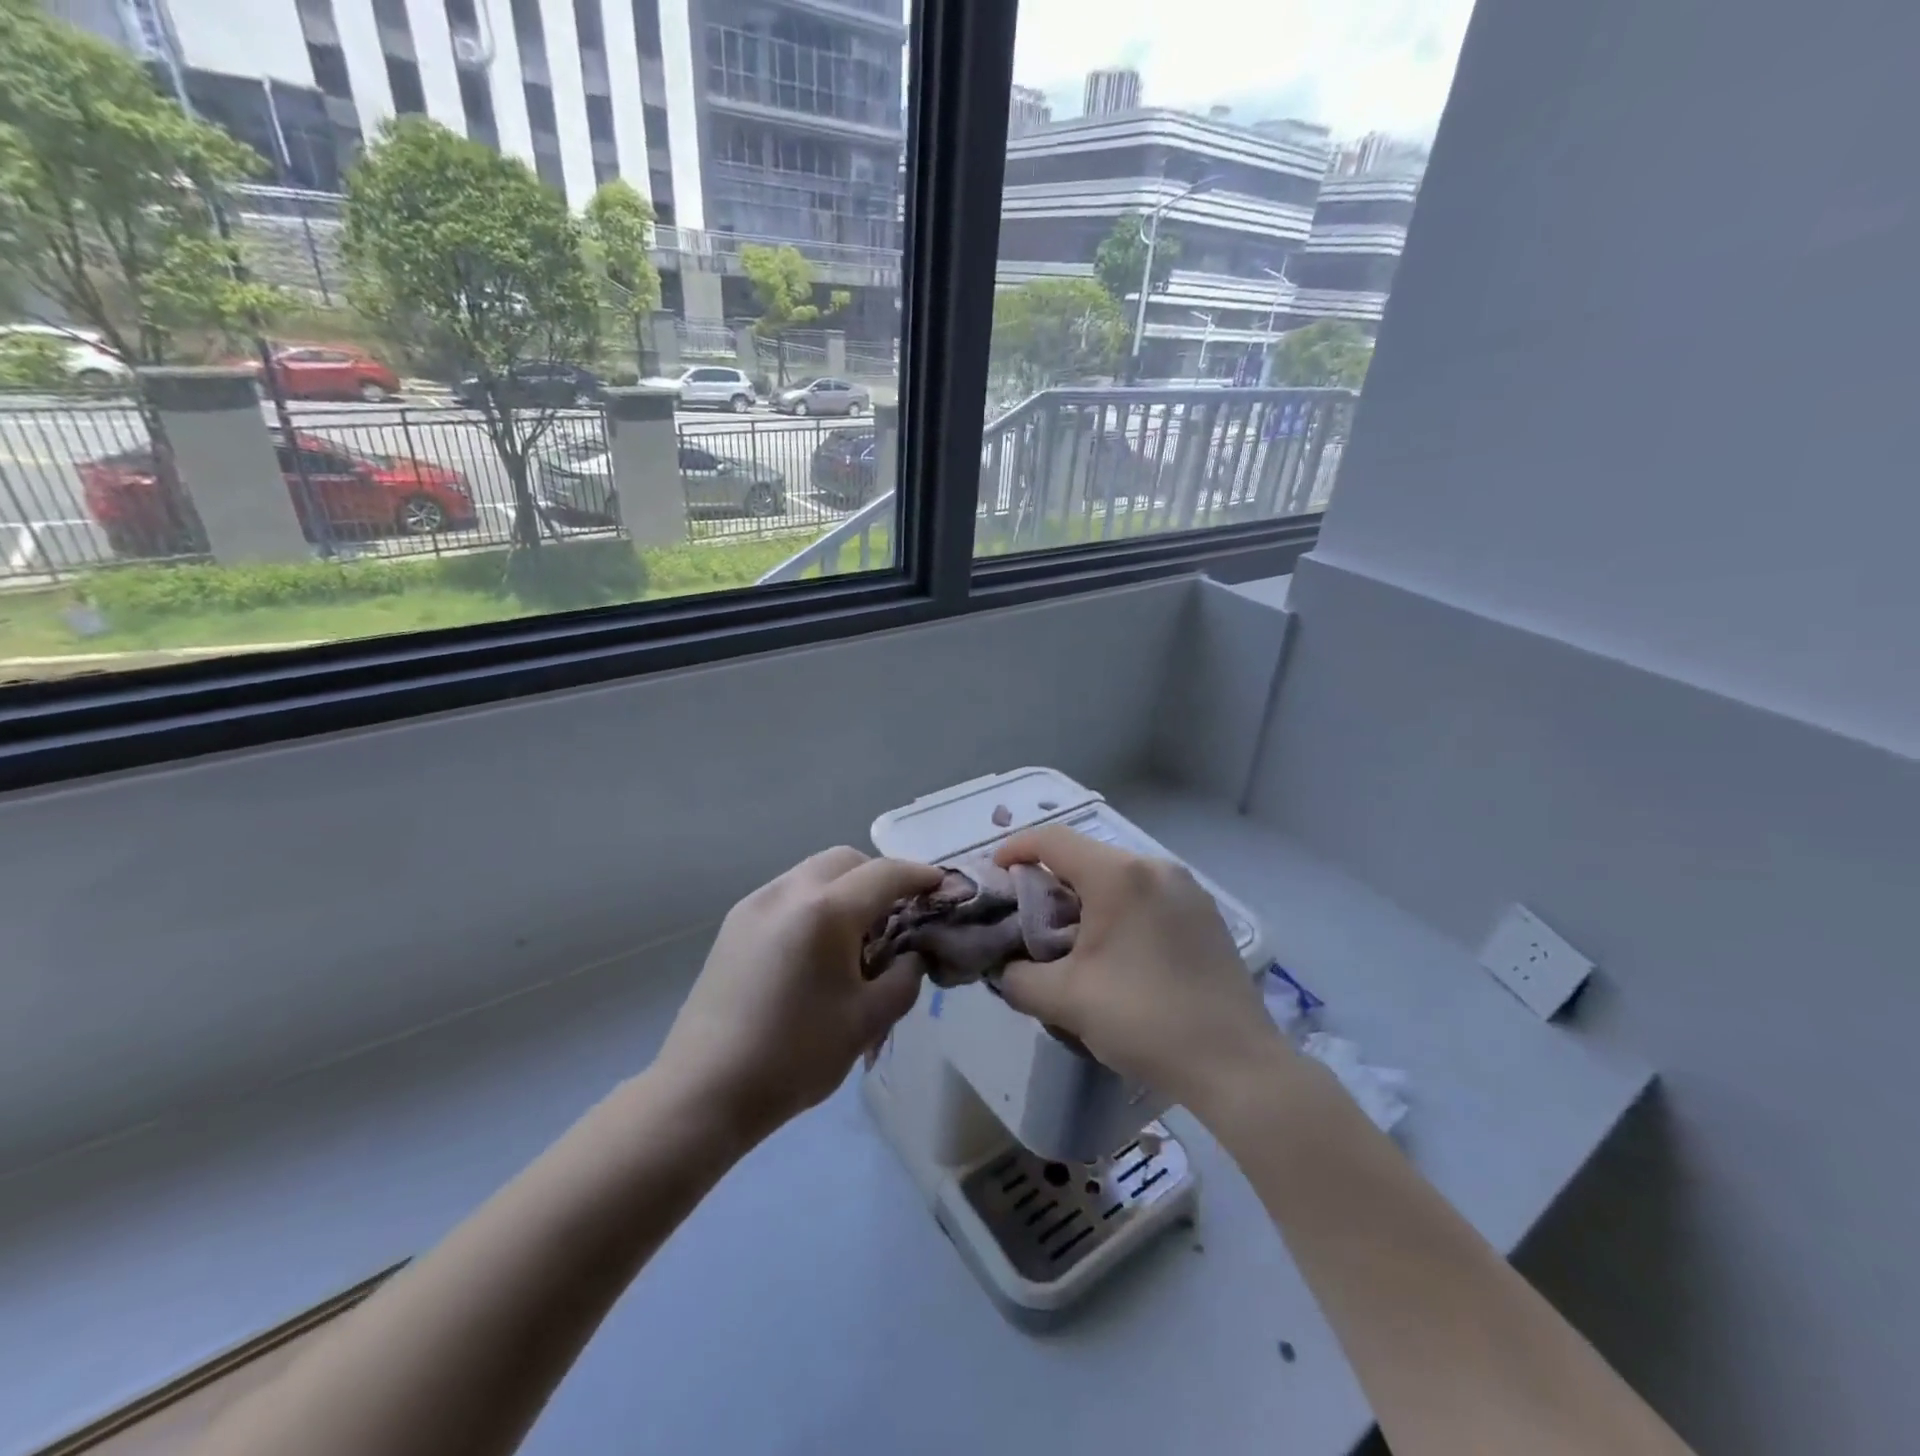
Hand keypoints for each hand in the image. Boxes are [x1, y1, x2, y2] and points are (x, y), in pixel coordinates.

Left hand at [655, 848, 942, 1141]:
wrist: (705, 1089)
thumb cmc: (795, 1056)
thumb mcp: (867, 1021)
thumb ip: (904, 977)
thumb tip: (912, 955)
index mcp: (826, 911)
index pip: (886, 874)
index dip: (919, 876)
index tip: (941, 887)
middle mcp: (789, 891)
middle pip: (847, 860)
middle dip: (879, 876)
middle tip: (898, 914)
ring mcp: (756, 903)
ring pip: (814, 872)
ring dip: (845, 887)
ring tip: (856, 934)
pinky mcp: (735, 923)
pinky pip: (788, 893)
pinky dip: (815, 901)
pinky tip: (817, 946)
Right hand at [993, 826, 1284, 1106]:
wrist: (1235, 1064)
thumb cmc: (1144, 1020)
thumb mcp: (1065, 1000)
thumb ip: (1017, 977)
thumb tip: (1004, 969)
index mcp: (1119, 876)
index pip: (1053, 840)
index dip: (1016, 848)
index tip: (995, 873)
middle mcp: (1156, 867)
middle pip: (1086, 857)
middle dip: (1049, 881)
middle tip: (1027, 917)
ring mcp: (1187, 889)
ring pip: (1119, 877)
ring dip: (1086, 897)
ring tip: (1069, 938)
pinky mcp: (1206, 914)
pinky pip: (1148, 895)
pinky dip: (1119, 909)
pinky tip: (1116, 951)